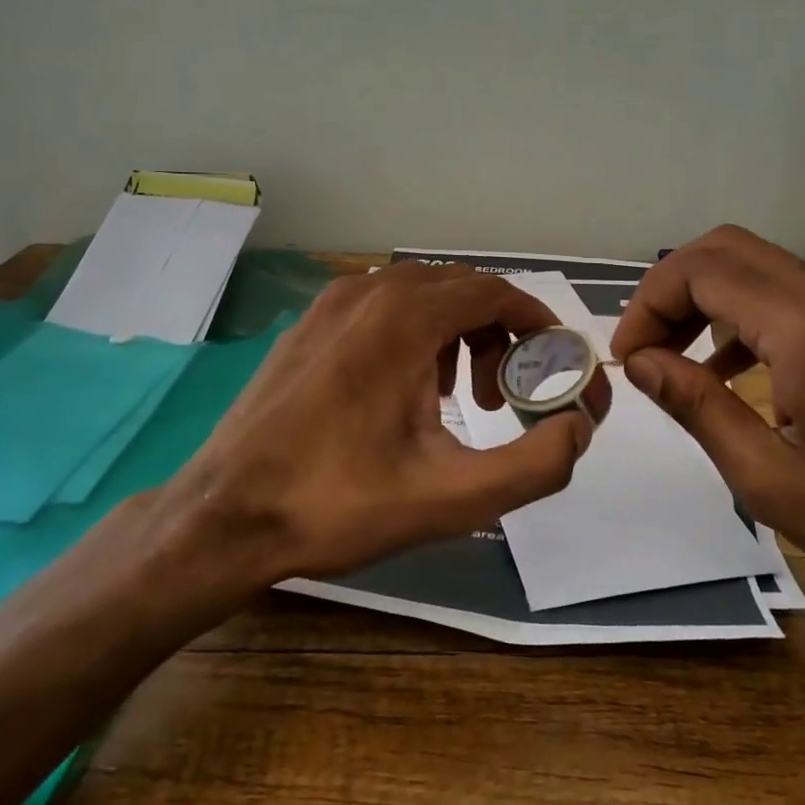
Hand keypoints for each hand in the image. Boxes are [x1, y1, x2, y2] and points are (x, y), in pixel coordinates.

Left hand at [174, 262, 610, 582]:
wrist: (226, 514)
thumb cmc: (338, 504)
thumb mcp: (451, 497)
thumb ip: (534, 465)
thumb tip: (577, 430)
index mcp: (404, 317)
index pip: (493, 292)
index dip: (534, 322)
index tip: (553, 361)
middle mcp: (368, 292)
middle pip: (459, 290)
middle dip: (496, 335)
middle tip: (500, 398)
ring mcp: (330, 304)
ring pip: (420, 296)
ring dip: (456, 334)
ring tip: (456, 399)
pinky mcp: (308, 325)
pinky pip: (381, 308)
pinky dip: (414, 335)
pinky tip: (404, 392)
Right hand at [610, 225, 804, 616]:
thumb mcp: (769, 479)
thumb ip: (696, 407)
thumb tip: (639, 361)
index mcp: (804, 328)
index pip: (700, 271)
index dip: (649, 305)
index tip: (629, 359)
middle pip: (724, 250)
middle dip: (670, 290)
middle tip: (645, 348)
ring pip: (755, 267)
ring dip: (703, 300)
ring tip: (673, 359)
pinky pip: (787, 297)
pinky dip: (741, 317)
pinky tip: (727, 372)